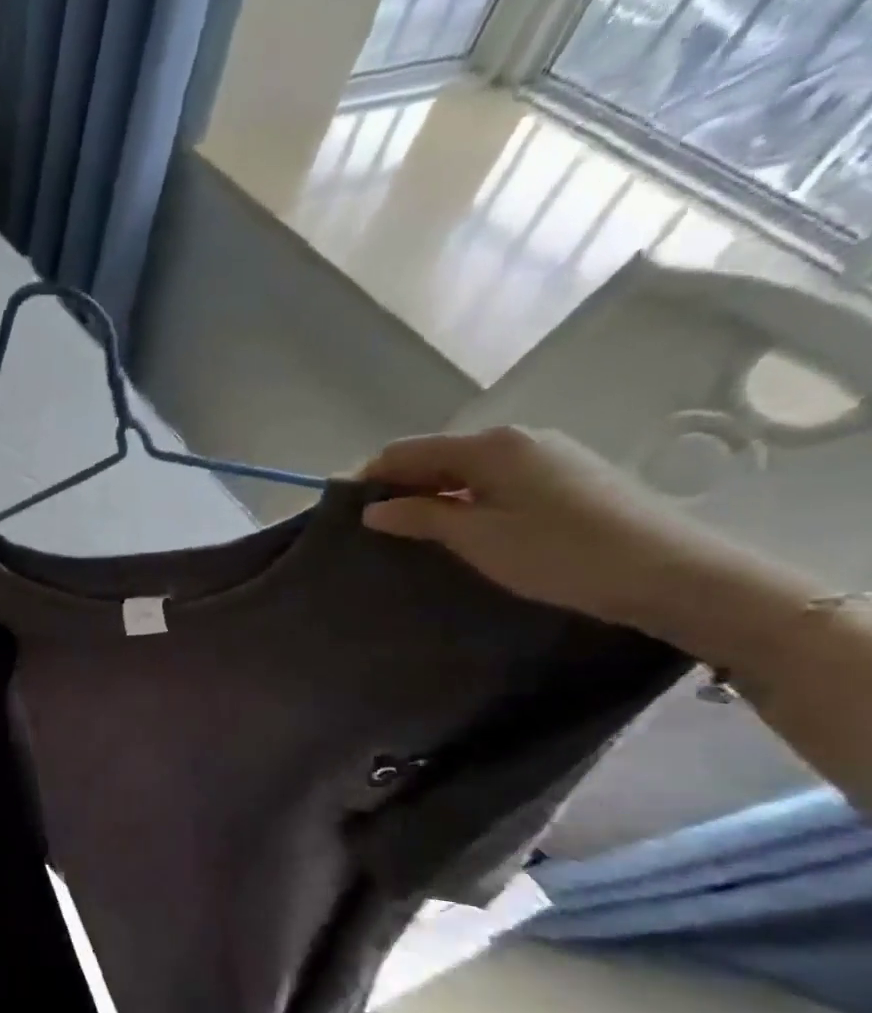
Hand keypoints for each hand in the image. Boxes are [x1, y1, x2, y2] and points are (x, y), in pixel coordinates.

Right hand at [358, 427, 749, 635]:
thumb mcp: (477, 539)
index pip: (407, 451)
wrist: (671, 573)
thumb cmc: (559, 554)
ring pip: (467, 469)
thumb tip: (374, 509)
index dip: (370, 475)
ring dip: (433, 494)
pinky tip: (462, 529)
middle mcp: (517, 439)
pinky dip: (466, 499)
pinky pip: (496, 480)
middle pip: (437, 455)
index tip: (341, 508)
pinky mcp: (567, 477)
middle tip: (371, 527)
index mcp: (489, 446)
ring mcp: (547, 455)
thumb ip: (421, 517)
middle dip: (400, 485)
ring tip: (411, 532)